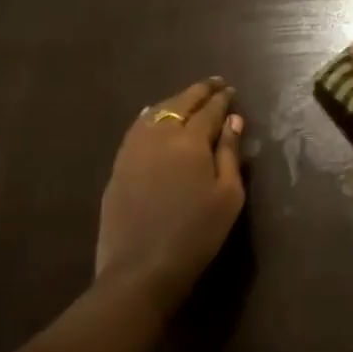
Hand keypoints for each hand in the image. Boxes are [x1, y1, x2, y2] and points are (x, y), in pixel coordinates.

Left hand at [93, 78, 245, 308]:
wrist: (142, 268)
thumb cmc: (196, 233)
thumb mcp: (228, 195)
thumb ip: (229, 154)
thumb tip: (233, 121)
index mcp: (190, 141)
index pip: (210, 110)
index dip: (223, 99)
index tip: (232, 90)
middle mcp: (159, 135)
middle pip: (181, 104)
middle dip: (199, 91)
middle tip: (214, 83)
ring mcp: (133, 149)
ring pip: (156, 112)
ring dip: (175, 100)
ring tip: (188, 97)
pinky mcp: (119, 165)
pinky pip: (136, 128)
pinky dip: (150, 115)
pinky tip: (152, 115)